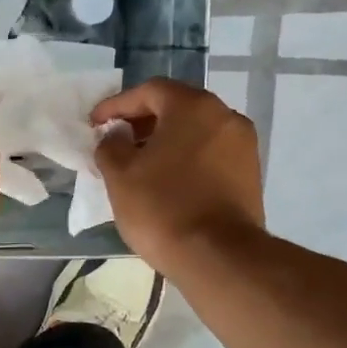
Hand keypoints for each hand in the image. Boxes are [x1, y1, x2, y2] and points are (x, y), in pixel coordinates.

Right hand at [92, 78, 265, 274]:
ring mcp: (244, 145)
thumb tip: (117, 136)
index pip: (149, 91)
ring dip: (166, 141)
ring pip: (196, 131)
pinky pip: (210, 154)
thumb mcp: (120, 174)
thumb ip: (111, 145)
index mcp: (193, 106)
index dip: (117, 105)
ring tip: (139, 164)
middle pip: (177, 107)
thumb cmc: (162, 207)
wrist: (218, 256)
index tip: (95, 124)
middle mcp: (225, 116)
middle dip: (143, 121)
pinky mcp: (250, 174)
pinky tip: (167, 181)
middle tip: (117, 141)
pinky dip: (186, 158)